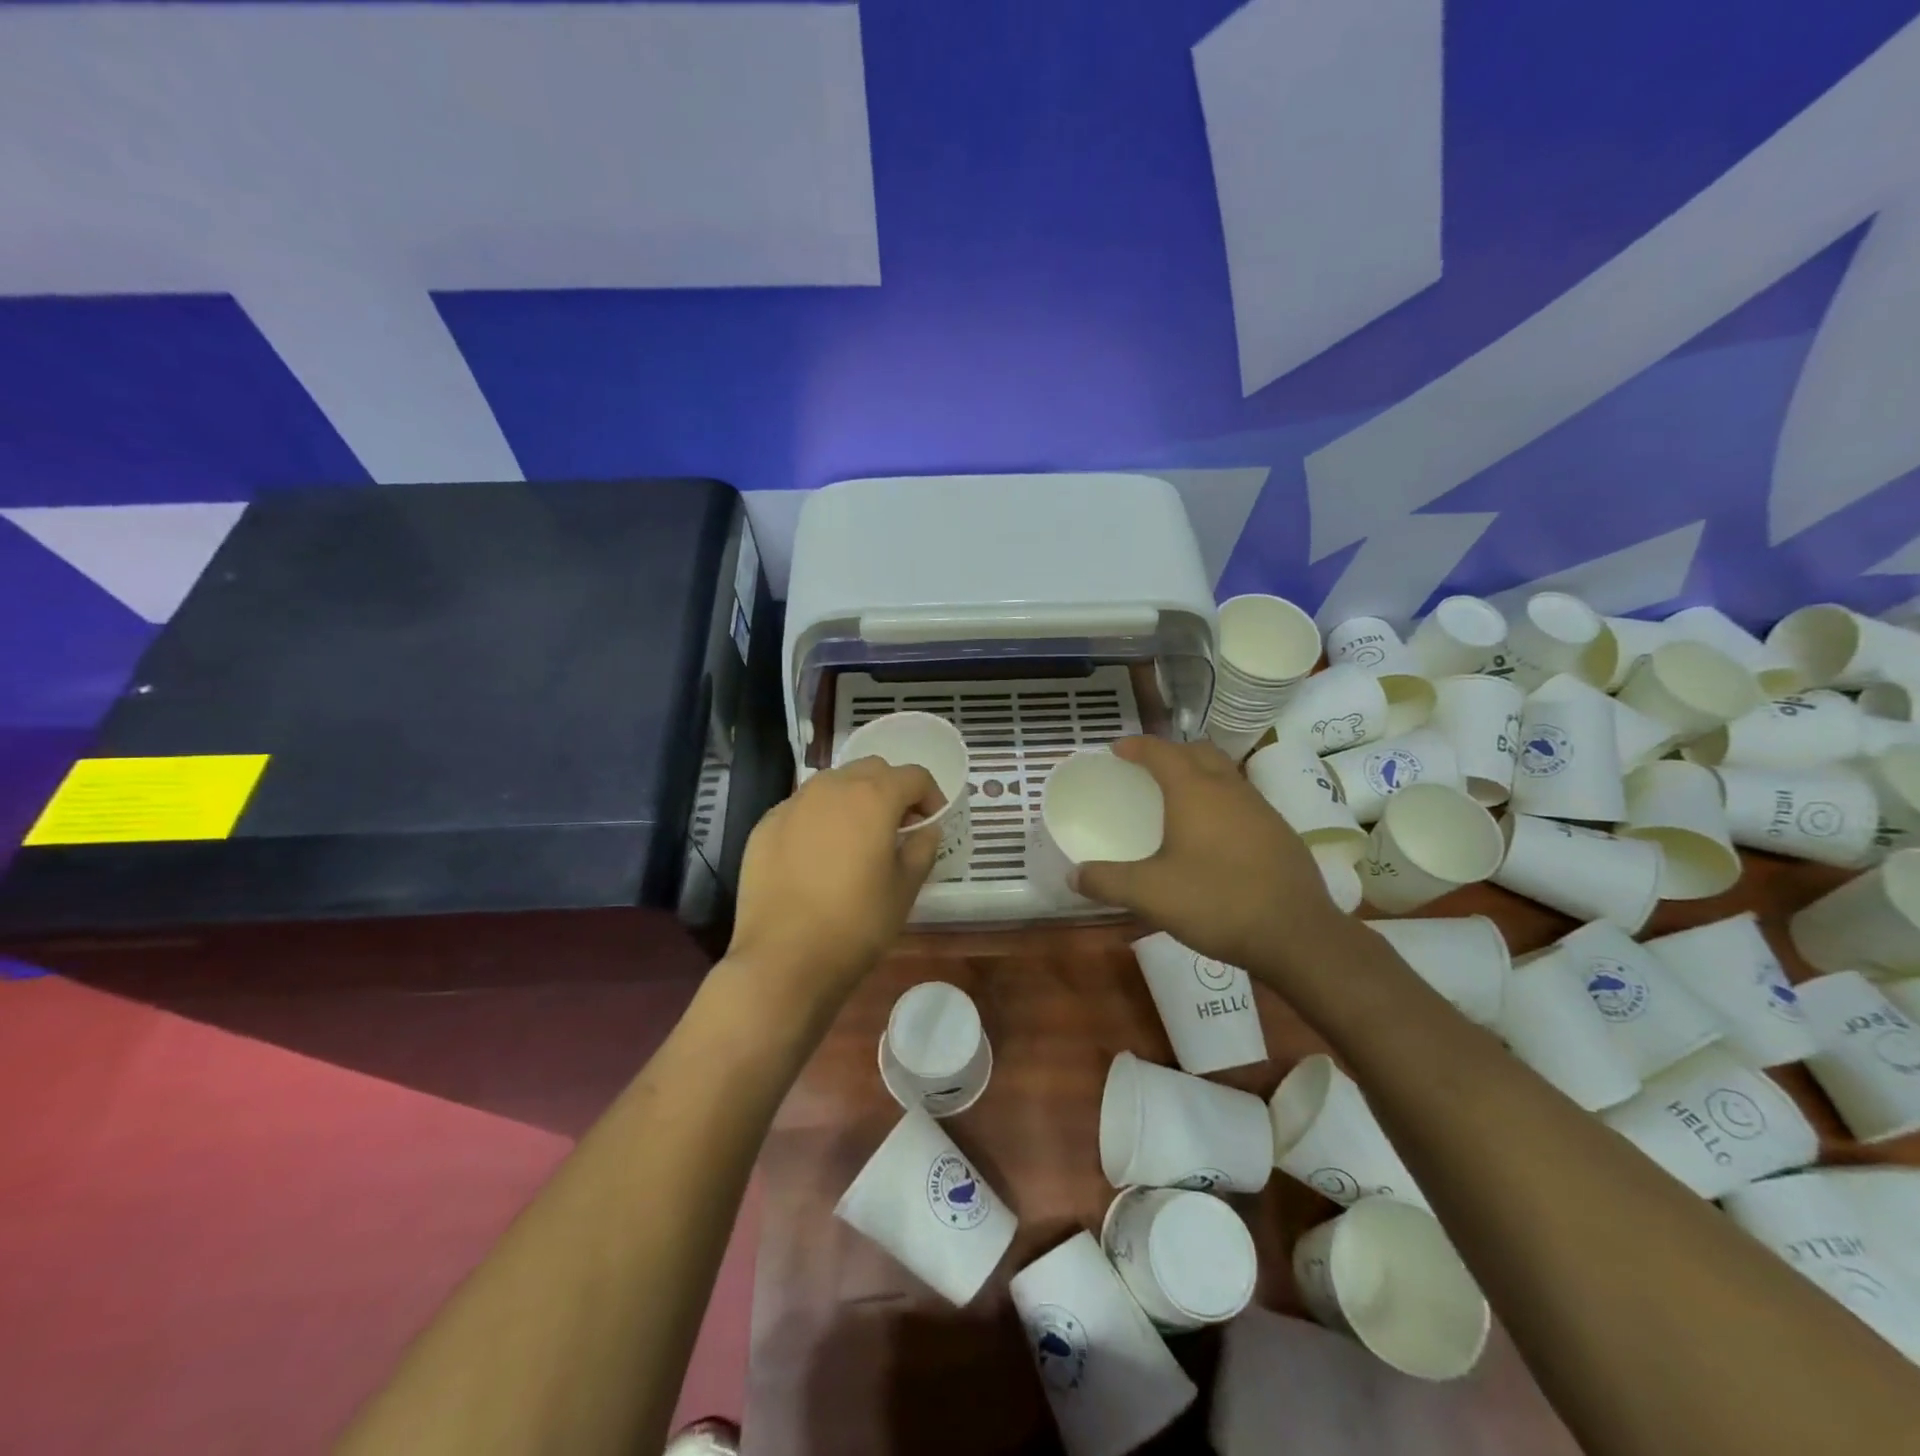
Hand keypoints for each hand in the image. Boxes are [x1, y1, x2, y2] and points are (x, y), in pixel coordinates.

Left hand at [727, 757, 944, 1007]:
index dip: (930, 796)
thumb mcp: (904, 890)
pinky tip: (818, 856)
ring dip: (853, 799)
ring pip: (832, 784)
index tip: (931, 822)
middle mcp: (831, 788)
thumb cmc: (856, 924)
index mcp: (872, 797)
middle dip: (890, 790)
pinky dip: (819, 818)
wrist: (782, 959)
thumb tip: (926, 830)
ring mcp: (793, 804)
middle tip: (897, 827)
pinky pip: (801, 808)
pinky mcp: (765, 826)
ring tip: (856, 838)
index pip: (913, 776)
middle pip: (871, 770)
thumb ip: (921, 849)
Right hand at [1076, 736, 1338, 971]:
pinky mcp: (1281, 832)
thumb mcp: (1150, 895)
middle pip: (1198, 751)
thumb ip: (1107, 881)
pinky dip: (1221, 802)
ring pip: (1225, 774)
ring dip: (1200, 775)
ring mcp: (1261, 808)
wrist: (1297, 935)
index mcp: (1195, 791)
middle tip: (1148, 770)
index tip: (1116, 750)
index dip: (1136, 746)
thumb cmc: (1217, 902)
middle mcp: (1229, 788)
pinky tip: (1215, 836)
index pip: (1161, 751)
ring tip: (1179, 800)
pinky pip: (1243, 800)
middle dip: (1170, 752)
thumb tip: (1072, 875)